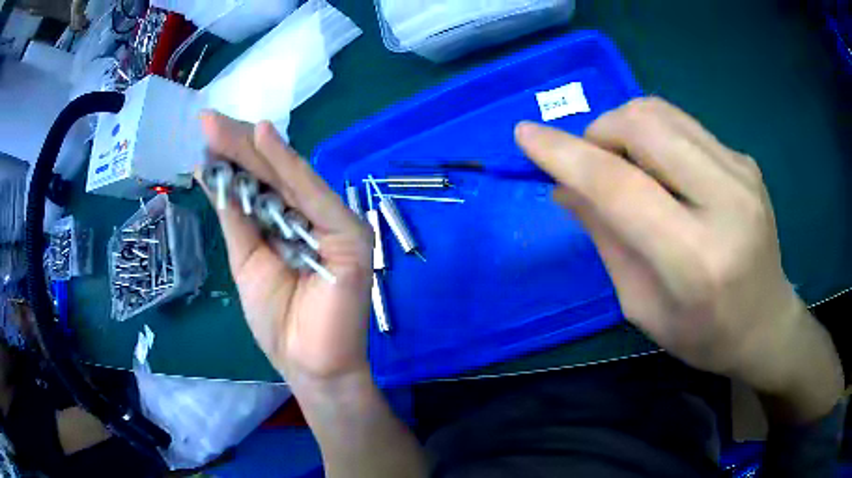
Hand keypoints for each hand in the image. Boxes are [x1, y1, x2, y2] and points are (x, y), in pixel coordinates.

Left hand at [198, 112, 373, 389]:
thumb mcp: (246, 261)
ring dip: (254, 148)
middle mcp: (316, 216)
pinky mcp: (350, 237)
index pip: (262, 181)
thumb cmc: (280, 323)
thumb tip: (210, 174)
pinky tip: (262, 137)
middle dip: (237, 145)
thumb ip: (235, 216)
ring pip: (290, 177)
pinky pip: (313, 196)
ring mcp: (337, 224)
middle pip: (273, 172)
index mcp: (292, 223)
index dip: (232, 156)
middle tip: (206, 120)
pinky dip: (288, 166)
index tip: (204, 134)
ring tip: (220, 126)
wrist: (312, 367)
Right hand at [515, 98, 841, 415]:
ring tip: (626, 167)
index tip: (525, 136)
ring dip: (624, 129)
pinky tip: (663, 172)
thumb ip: (606, 240)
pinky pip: (683, 125)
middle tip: (592, 165)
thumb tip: (564, 187)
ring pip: (661, 113)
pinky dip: (654, 137)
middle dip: (599, 132)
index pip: (619, 186)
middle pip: (643, 125)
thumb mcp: (642, 306)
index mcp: (696, 259)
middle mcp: (726, 201)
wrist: (766, 323)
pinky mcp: (744, 160)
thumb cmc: (704, 334)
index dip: (565, 155)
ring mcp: (741, 172)